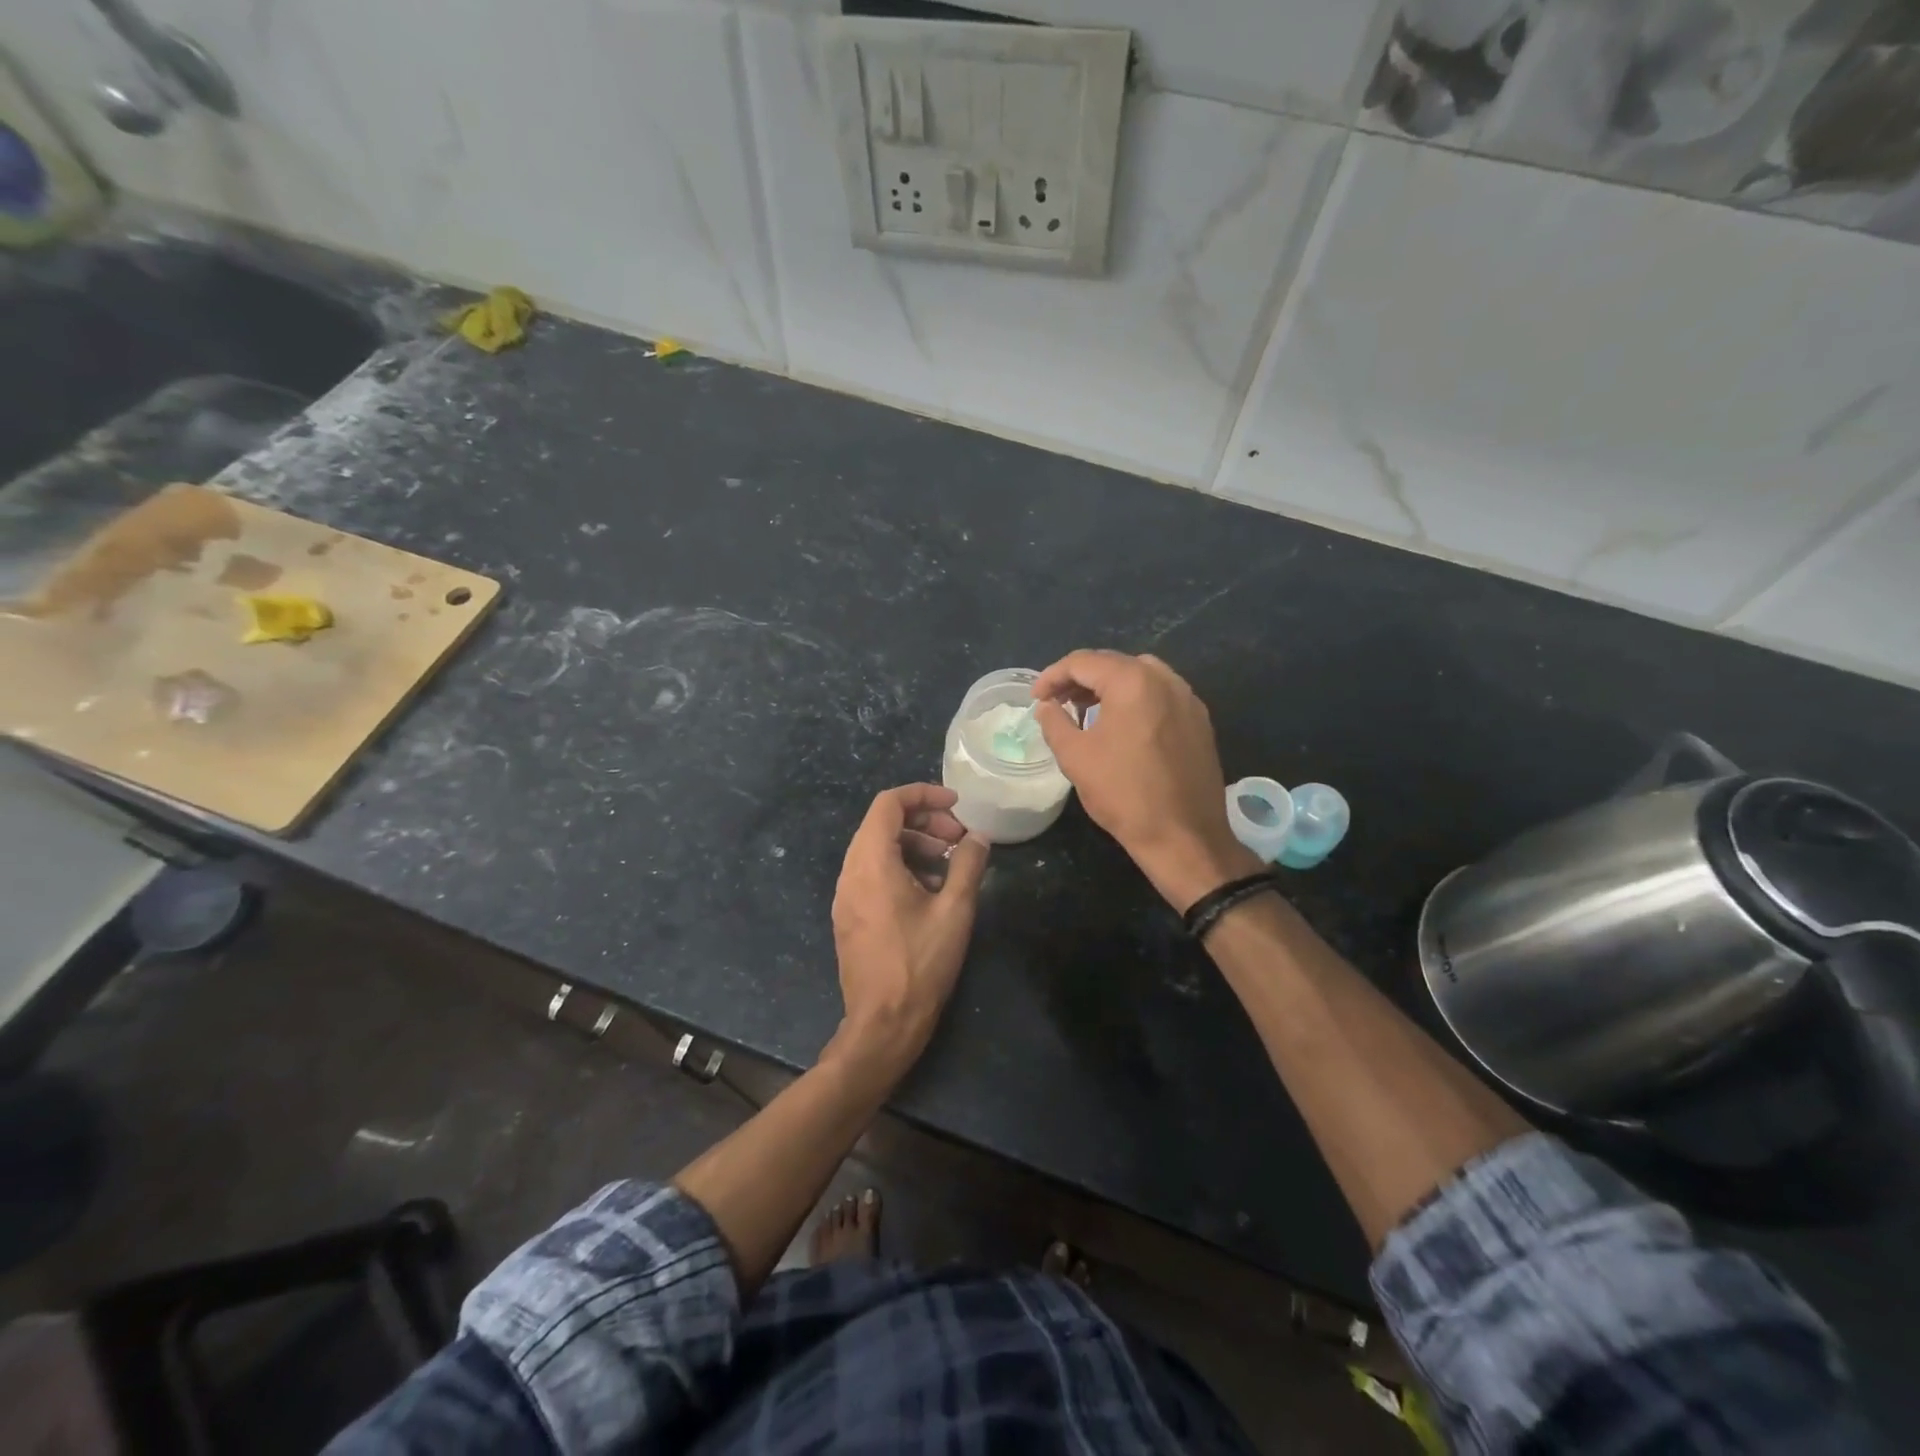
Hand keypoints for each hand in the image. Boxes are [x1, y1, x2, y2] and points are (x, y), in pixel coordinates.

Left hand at [829, 784, 989, 1073]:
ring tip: (949, 865)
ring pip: (877, 850)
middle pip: (882, 824)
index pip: (889, 804)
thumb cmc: (920, 964)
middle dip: (924, 821)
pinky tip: (930, 892)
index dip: (923, 794)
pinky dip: (901, 867)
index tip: (956, 805)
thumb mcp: (955, 910)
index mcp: (871, 862)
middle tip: (959, 839)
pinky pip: (872, 874)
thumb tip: (979, 837)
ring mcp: (846, 896)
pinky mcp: (849, 916)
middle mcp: (850, 872)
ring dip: (914, 845)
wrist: (883, 1024)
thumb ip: (968, 865)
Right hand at [1032, 650, 1261, 909]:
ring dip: (1108, 686)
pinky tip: (1121, 726)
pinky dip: (1135, 699)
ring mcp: (1187, 699)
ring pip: (1140, 676)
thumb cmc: (1123, 794)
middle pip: (1113, 664)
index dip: (1052, 676)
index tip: (1036, 699)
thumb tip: (1047, 706)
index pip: (1083, 662)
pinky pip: (1160, 695)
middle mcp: (1165, 679)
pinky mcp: (1199, 721)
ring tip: (1086, 710)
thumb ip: (1055, 722)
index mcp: (1133, 681)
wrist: (1184, 836)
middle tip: (1057, 702)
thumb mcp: (1075, 756)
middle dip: (1080, 679)